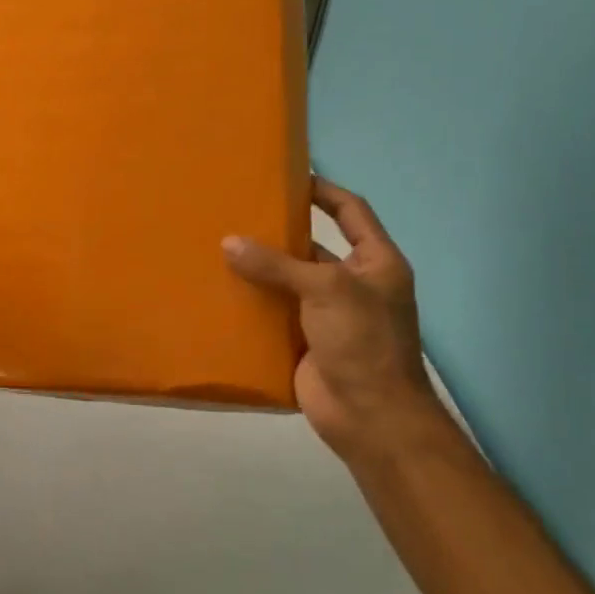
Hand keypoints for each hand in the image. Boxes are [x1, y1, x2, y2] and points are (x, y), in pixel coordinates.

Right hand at [223, 176, 439, 456]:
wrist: (371, 416)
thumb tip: (228, 243)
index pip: (351, 212)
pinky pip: (274, 313)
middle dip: (279, 232)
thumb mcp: (326, 289)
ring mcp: (328, 314)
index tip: (287, 177)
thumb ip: (276, 264)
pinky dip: (251, 303)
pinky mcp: (304, 340)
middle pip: (314, 246)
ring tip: (218, 246)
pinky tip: (220, 290)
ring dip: (260, 268)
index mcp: (375, 262)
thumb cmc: (363, 341)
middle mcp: (353, 284)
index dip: (323, 191)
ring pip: (289, 281)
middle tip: (236, 212)